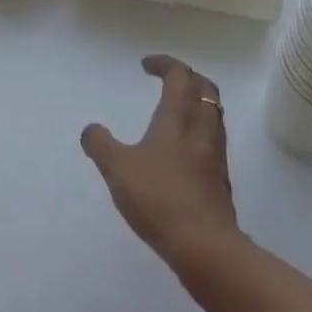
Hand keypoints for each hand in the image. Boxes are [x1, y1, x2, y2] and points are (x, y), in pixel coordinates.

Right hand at [82, 56, 239, 268]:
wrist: (205, 246)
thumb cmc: (159, 198)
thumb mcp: (117, 168)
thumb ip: (100, 144)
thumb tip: (91, 129)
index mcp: (178, 118)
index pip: (180, 76)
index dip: (165, 64)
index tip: (146, 65)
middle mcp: (201, 129)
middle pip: (205, 89)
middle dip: (187, 78)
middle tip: (167, 80)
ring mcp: (215, 155)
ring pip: (213, 114)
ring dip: (196, 103)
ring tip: (174, 111)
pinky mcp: (220, 179)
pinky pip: (213, 140)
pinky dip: (199, 130)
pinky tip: (182, 150)